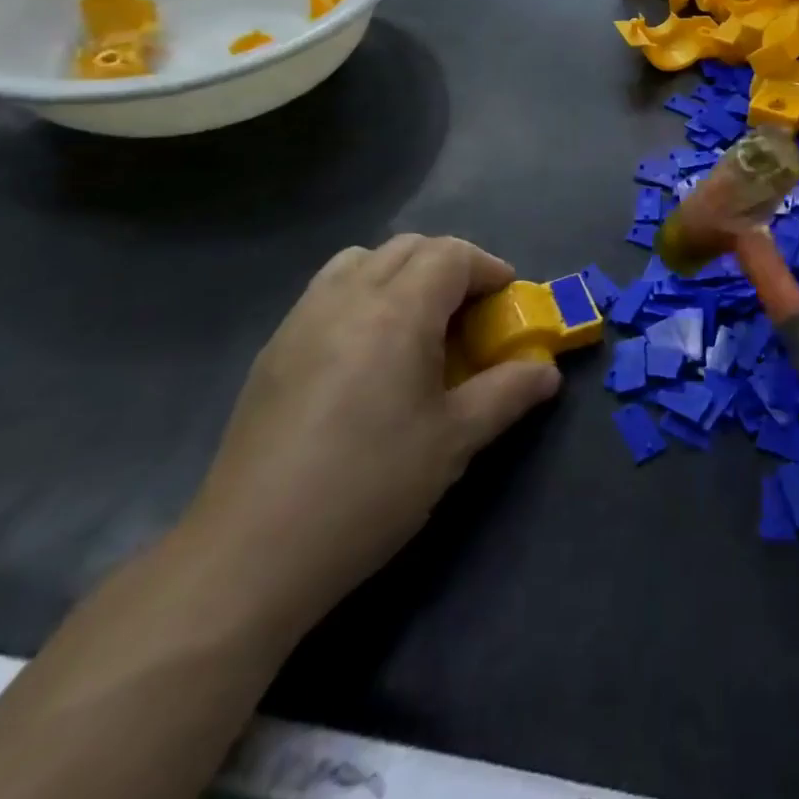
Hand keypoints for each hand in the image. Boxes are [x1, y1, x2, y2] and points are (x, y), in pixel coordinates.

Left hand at [183, 236, 560, 624]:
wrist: (251, 552)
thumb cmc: (369, 488)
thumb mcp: (455, 441)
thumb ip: (508, 394)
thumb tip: (546, 372)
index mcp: (397, 311)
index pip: (451, 254)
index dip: (488, 268)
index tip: (507, 302)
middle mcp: (348, 297)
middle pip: (409, 247)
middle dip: (450, 266)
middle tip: (470, 314)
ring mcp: (303, 318)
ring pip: (363, 260)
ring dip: (402, 273)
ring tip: (417, 323)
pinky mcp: (274, 348)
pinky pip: (328, 290)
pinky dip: (362, 294)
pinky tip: (366, 353)